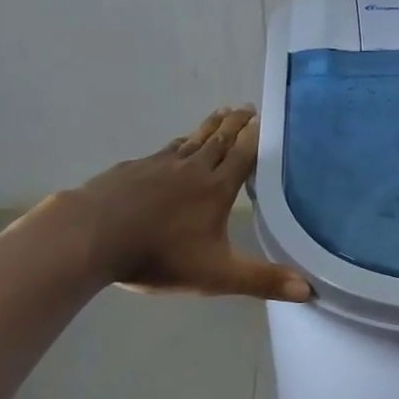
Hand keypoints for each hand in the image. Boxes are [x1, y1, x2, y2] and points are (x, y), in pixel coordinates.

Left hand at [64, 107, 310, 300]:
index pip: (243, 154)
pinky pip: (163, 151)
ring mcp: (158, 165)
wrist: (90, 237)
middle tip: (246, 108)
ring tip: (220, 115)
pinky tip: (173, 148)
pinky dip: (177, 144)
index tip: (265, 117)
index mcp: (216, 188)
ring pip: (191, 140)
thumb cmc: (159, 255)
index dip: (256, 136)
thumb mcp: (217, 275)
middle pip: (218, 139)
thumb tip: (308, 290)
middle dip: (235, 123)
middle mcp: (191, 168)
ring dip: (208, 126)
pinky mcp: (131, 169)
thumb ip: (262, 281)